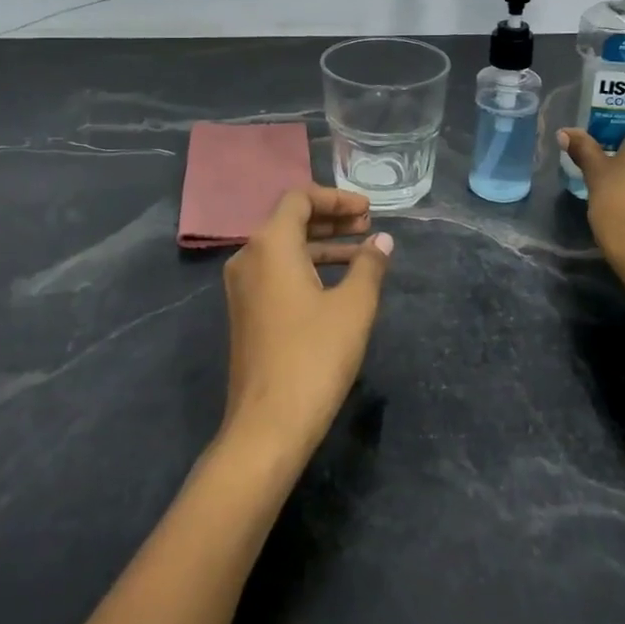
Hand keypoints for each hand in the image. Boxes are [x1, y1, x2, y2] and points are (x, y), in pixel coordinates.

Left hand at [219, 186, 393, 453]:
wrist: (267, 425)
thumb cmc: (314, 356)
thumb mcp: (353, 307)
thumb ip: (369, 265)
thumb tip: (381, 241)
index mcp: (270, 245)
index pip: (299, 198)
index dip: (336, 198)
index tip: (368, 210)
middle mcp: (249, 257)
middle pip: (290, 220)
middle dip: (331, 219)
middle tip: (368, 225)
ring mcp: (242, 287)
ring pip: (285, 248)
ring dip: (323, 244)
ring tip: (362, 252)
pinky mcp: (246, 312)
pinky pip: (277, 272)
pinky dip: (308, 267)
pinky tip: (339, 282)